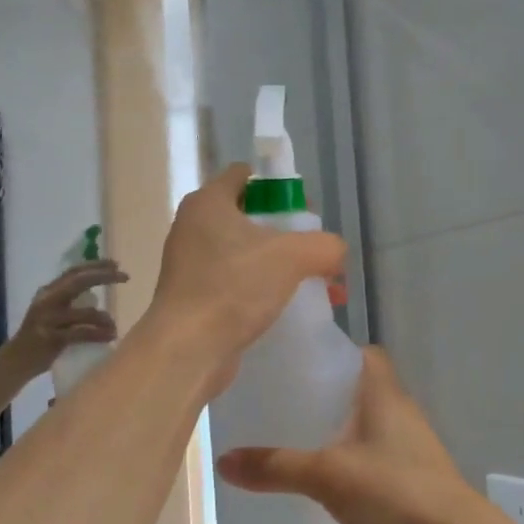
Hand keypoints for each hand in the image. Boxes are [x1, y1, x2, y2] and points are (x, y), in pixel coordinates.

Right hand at [7, 260, 126, 372]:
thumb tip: (99, 299)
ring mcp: (47, 319)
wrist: (15, 362)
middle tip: (124, 277)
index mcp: (48, 292)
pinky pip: (81, 333)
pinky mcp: (50, 339)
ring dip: (104, 318)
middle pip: (78, 282)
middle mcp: (46, 301)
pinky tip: (110, 337)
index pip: (73, 272)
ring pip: (84, 312)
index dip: (95, 265)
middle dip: (103, 277)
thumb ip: (70, 303)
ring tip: (114, 326)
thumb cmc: (40, 338)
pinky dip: (98, 334)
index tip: (116, 264)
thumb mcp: (52, 314)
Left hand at [145, 165, 346, 382]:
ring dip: (275, 265)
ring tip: (308, 284)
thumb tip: (335, 253)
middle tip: (310, 250)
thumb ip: (324, 246)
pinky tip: (285, 308)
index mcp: (208, 203)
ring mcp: (189, 264)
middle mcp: (193, 227)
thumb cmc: (234, 287)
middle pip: (247, 215)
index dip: (277, 186)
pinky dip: (259, 290)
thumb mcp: (292, 257)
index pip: (244, 175)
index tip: (302, 211)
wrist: (188, 349)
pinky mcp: (193, 297)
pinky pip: (234, 283)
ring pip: (243, 253)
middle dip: (283, 231)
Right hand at [215, 349, 489, 523]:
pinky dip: (344, 466)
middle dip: (322, 395)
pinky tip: (315, 484)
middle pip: (358, 392)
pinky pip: (368, 464)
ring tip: (286, 440)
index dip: (334, 352)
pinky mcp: (405, 486)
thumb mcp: (326, 475)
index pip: (365, 354)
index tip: (295, 361)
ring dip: (333, 433)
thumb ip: (275, 466)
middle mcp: (399, 415)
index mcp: (385, 394)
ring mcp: (406, 452)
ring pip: (362, 430)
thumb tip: (222, 461)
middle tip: (277, 402)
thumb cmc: (394, 491)